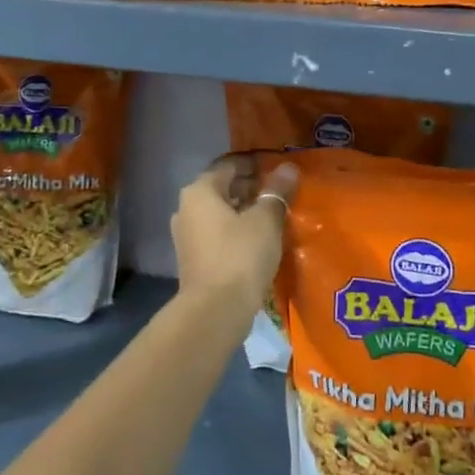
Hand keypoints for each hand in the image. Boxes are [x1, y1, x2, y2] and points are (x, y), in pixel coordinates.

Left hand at [172, 156, 297, 307]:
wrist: (215, 310)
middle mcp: (186, 208)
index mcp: (200, 191)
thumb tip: (288, 168)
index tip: (277, 168)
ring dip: (243, 211)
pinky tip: (257, 239)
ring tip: (272, 215)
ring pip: (218, 213)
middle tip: (279, 191)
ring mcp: (186, 235)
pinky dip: (235, 231)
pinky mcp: (192, 259)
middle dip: (249, 188)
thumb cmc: (240, 255)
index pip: (229, 165)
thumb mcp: (265, 220)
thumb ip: (277, 192)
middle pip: (221, 188)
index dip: (254, 164)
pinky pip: (216, 234)